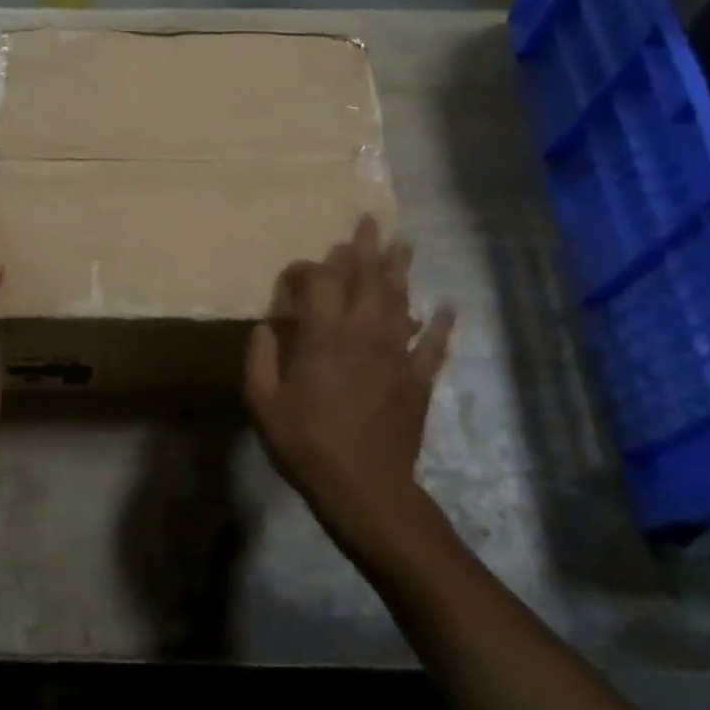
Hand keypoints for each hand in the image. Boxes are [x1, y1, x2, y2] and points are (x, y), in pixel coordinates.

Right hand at [244, 215, 454, 535]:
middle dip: (366, 249)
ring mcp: (396, 355)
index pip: (319, 282)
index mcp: (324, 336)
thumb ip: (260, 358)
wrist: (365, 488)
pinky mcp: (418, 379)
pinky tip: (449, 307)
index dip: (306, 268)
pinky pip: (434, 346)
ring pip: (401, 302)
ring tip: (404, 244)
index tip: (294, 272)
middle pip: (367, 279)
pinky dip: (442, 325)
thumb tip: (266, 327)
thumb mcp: (263, 403)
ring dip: (401, 271)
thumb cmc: (307, 443)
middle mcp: (364, 334)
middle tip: (370, 222)